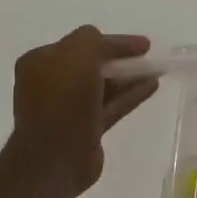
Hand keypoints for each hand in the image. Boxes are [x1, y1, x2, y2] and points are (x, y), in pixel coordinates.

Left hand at [9, 27, 158, 193]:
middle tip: (146, 56)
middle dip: (120, 59)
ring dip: (128, 77)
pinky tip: (152, 86)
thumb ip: (94, 41)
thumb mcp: (78, 54)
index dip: (113, 41)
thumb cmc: (64, 99)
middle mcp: (51, 83)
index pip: (81, 43)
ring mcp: (67, 108)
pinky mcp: (85, 129)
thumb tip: (106, 43)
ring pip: (103, 86)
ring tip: (156, 70)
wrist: (55, 157)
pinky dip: (130, 95)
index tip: (143, 44)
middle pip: (92, 64)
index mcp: (40, 62)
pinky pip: (111, 105)